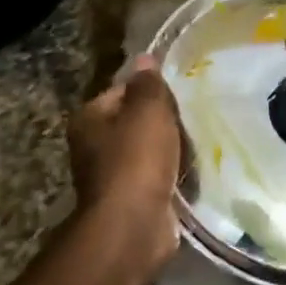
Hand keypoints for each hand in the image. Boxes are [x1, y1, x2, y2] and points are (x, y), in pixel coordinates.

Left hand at [66, 55, 183, 270]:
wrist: (134, 225)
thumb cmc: (137, 159)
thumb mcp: (148, 110)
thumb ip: (149, 83)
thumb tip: (144, 58)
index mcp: (89, 118)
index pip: (121, 91)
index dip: (150, 89)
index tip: (177, 95)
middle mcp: (92, 146)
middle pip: (133, 122)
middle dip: (161, 122)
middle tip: (191, 118)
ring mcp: (110, 176)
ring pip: (146, 151)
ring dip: (169, 150)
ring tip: (196, 144)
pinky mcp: (130, 200)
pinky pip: (155, 177)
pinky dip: (171, 175)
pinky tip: (191, 172)